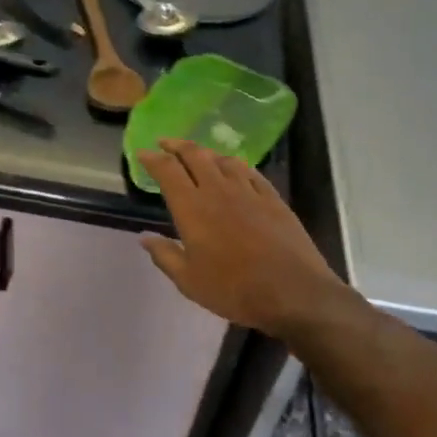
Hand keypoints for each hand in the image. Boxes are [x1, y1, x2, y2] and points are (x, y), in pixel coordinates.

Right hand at [136, 139, 369, 344]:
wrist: (294, 294)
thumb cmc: (234, 290)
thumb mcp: (189, 281)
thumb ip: (165, 255)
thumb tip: (145, 238)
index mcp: (192, 208)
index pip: (167, 170)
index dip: (152, 158)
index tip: (142, 152)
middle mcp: (218, 191)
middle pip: (195, 155)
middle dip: (177, 145)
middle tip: (165, 143)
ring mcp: (249, 192)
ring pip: (223, 160)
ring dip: (206, 153)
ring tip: (198, 155)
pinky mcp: (273, 199)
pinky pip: (251, 172)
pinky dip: (236, 165)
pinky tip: (235, 168)